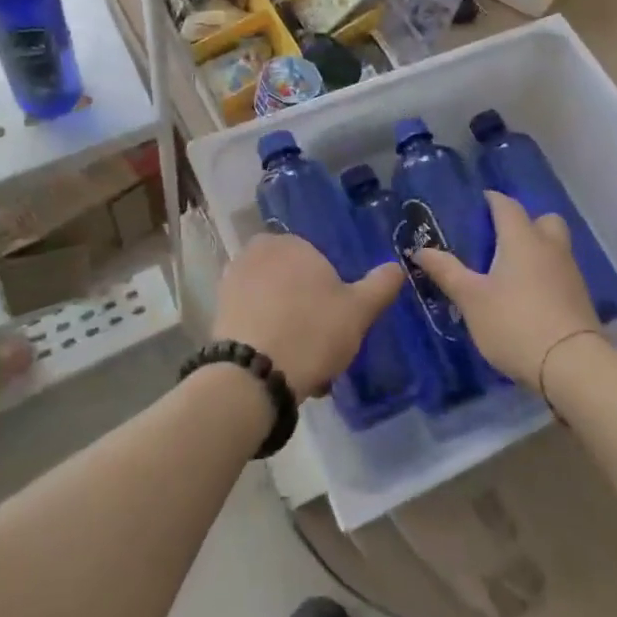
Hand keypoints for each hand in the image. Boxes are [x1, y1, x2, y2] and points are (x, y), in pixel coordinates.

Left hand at [214, 233, 403, 396]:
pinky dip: (266, 335)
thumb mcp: (358, 311)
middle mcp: (258, 252)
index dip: (330, 294)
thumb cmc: (312, 332)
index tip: (338, 323)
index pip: (318, 262)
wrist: (253, 374)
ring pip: (273, 302)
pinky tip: (280, 365)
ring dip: (287, 326)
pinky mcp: (219, 309)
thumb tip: (397, 266)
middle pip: (293, 281)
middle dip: (307, 309)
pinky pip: (253, 318)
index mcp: (292, 242)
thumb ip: (380, 285)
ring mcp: (234, 279)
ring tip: (304, 364)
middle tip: (323, 345)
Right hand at [413, 191, 602, 388]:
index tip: (478, 202)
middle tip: (500, 238)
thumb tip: (420, 250)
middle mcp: (550, 247)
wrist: (572, 366)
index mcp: (521, 239)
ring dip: (536, 249)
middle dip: (524, 222)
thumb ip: (446, 271)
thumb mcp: (471, 298)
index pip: (507, 206)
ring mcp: (570, 273)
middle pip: (543, 220)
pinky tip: (528, 295)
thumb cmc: (514, 322)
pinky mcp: (580, 299)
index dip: (492, 200)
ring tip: (510, 269)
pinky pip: (560, 272)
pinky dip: (545, 274)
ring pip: (555, 246)